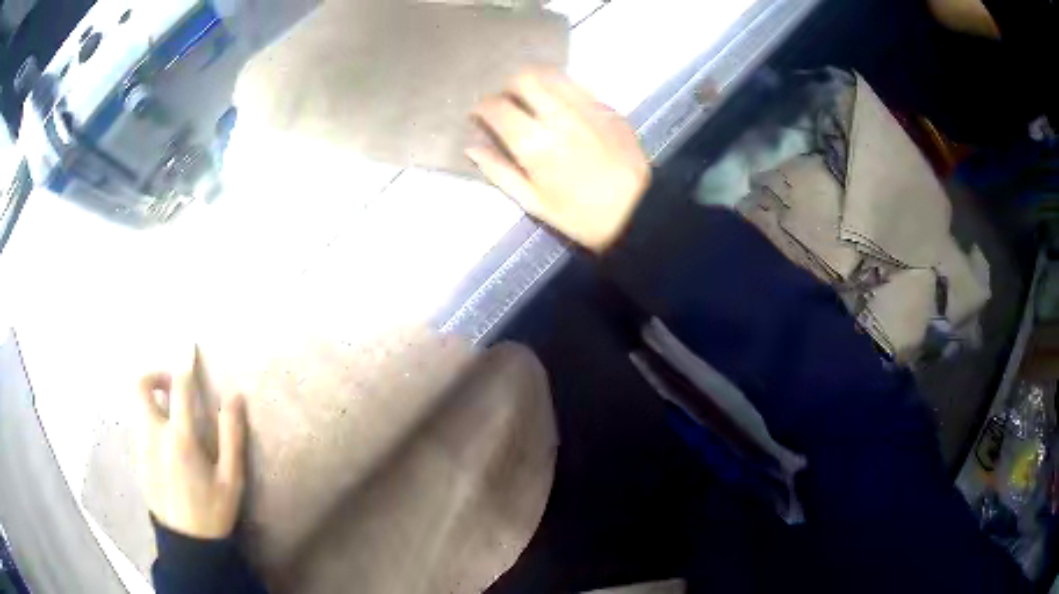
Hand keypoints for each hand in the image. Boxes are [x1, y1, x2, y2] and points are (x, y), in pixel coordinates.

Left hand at [136, 351, 247, 539]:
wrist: (188, 544)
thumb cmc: (213, 510)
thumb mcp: (231, 478)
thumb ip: (232, 435)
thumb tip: (235, 397)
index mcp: (180, 438)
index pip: (178, 386)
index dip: (185, 365)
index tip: (189, 350)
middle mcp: (154, 435)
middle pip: (140, 386)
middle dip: (155, 375)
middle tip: (173, 386)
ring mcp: (141, 446)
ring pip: (138, 406)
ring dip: (154, 400)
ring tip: (173, 416)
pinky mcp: (137, 458)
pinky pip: (139, 426)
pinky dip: (151, 420)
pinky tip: (167, 442)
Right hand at [468, 67, 650, 253]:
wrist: (640, 213)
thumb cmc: (583, 216)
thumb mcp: (534, 202)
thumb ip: (499, 171)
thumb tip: (471, 147)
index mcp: (534, 142)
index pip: (496, 106)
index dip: (481, 107)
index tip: (479, 114)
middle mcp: (558, 115)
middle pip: (524, 77)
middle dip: (508, 85)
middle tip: (507, 102)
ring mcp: (586, 107)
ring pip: (552, 74)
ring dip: (535, 80)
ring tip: (532, 98)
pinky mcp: (607, 107)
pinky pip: (577, 85)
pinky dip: (561, 88)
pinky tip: (562, 105)